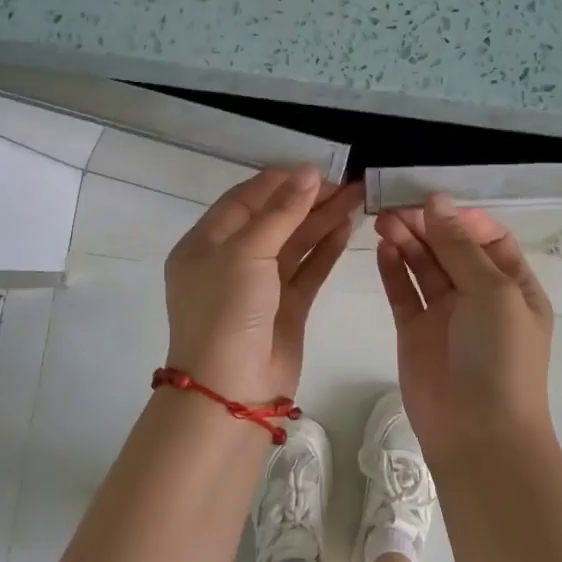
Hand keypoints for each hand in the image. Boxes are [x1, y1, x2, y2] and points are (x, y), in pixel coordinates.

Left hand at [163, 166, 361, 404]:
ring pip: (294, 243)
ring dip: (322, 221)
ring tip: (356, 200)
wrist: (231, 391)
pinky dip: (326, 250)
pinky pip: (307, 270)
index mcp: (206, 242)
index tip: (319, 170)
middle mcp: (231, 260)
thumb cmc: (227, 312)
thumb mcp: (247, 253)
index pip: (246, 198)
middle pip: (273, 219)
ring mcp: (259, 286)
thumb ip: (281, 212)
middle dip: (308, 200)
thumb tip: (309, 172)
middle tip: (348, 185)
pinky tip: (347, 230)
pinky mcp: (285, 308)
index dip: (281, 182)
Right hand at [375, 194, 553, 464]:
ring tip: (383, 222)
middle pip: (450, 248)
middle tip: (395, 209)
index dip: (461, 219)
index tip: (431, 203)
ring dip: (406, 242)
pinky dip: (393, 270)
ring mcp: (446, 314)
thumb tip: (437, 201)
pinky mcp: (415, 332)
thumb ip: (460, 246)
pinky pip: (403, 292)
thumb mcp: (492, 292)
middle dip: (426, 226)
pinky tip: (382, 249)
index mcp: (513, 286)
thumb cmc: (499, 356)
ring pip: (424, 266)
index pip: (488, 238)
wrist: (478, 433)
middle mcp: (480, 296)